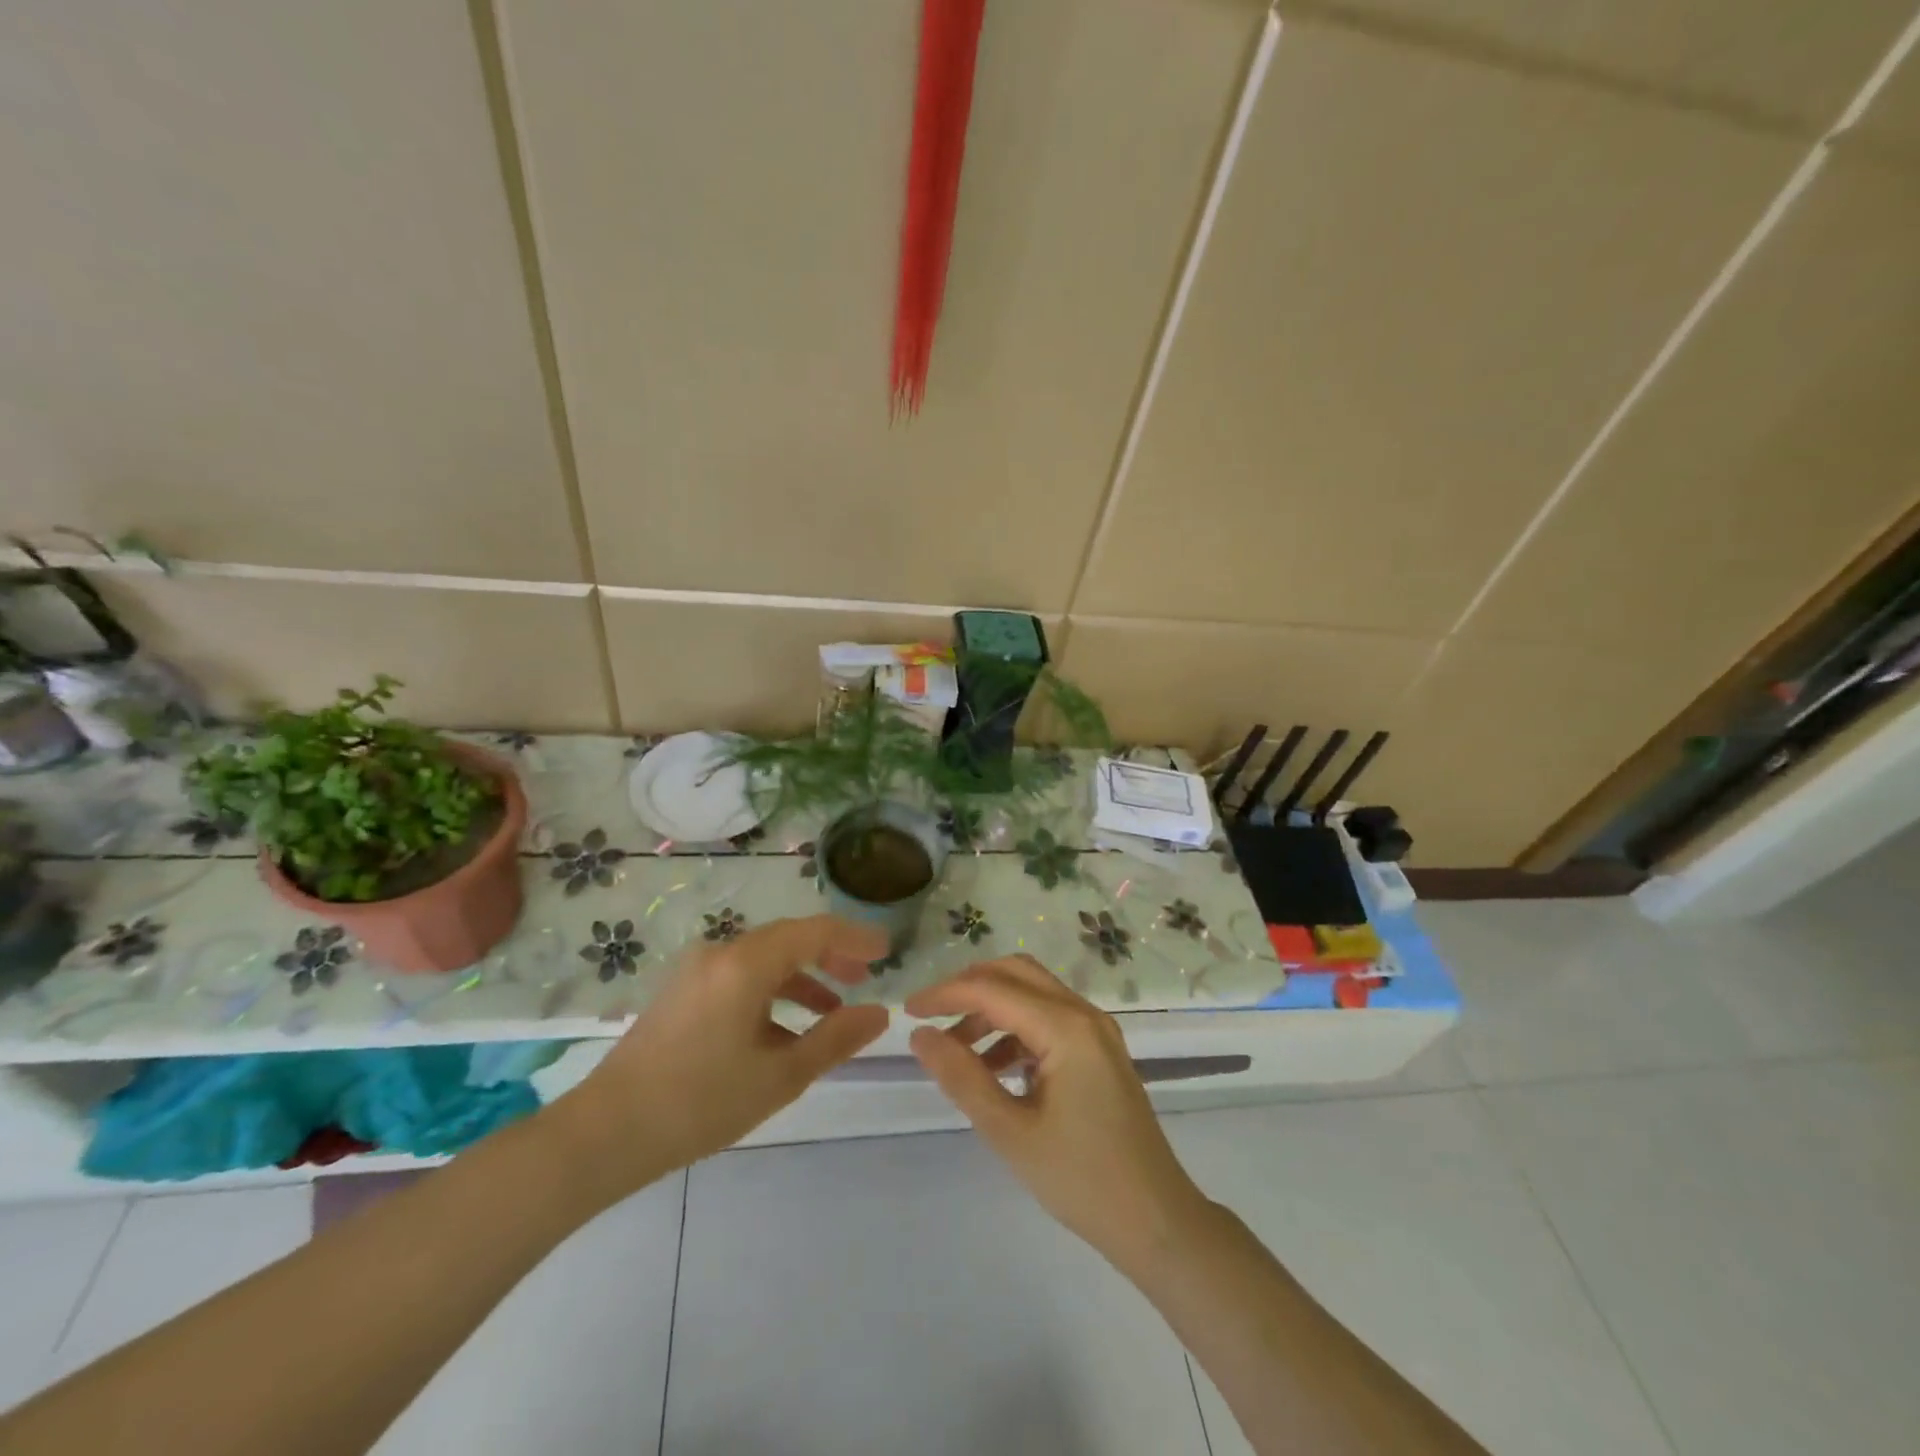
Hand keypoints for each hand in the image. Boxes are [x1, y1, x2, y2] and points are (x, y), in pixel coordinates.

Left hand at [559, 915, 889, 1201]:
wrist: (604, 1134)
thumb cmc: (700, 1103)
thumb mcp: (780, 1075)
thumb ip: (835, 1039)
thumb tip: (879, 1012)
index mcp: (747, 964)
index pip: (815, 931)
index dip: (855, 937)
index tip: (887, 951)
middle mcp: (722, 953)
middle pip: (789, 939)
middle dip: (831, 955)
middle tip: (865, 977)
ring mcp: (697, 971)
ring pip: (765, 959)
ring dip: (803, 977)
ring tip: (835, 1008)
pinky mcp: (682, 991)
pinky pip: (741, 976)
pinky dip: (772, 992)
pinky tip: (786, 1030)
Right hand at [906, 955, 1209, 1274]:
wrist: (1156, 1221)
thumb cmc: (1081, 1179)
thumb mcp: (1010, 1131)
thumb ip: (962, 1077)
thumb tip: (920, 1036)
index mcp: (1066, 1027)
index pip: (992, 989)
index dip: (945, 994)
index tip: (907, 1012)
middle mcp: (1084, 1014)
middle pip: (1016, 973)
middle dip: (969, 988)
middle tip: (931, 1017)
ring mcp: (1097, 1031)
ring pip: (1033, 994)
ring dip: (991, 1010)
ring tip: (956, 1052)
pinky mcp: (1100, 1051)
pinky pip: (1049, 1020)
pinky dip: (1015, 1030)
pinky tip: (994, 1068)